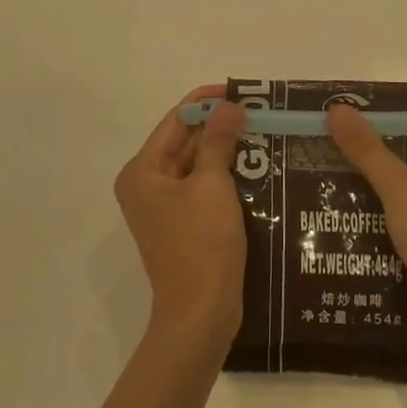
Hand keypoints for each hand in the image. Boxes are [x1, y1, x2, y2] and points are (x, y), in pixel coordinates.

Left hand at [114, 88, 246, 347]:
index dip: (207, 101)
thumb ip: (218, 139)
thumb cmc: (202, 244)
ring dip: (226, 150)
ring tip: (264, 133)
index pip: (176, 120)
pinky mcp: (182, 224)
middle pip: (185, 141)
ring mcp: (163, 206)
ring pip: (197, 164)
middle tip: (260, 112)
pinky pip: (203, 187)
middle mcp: (146, 184)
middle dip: (220, 126)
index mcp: (143, 170)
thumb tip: (229, 105)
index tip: (242, 91)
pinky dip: (225, 175)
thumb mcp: (212, 185)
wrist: (201, 316)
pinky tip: (256, 166)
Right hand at [327, 102, 406, 350]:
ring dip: (358, 174)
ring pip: (389, 181)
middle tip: (320, 131)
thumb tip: (336, 108)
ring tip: (315, 163)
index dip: (391, 103)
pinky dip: (361, 206)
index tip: (350, 100)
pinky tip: (327, 204)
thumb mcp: (400, 186)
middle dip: (363, 139)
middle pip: (400, 146)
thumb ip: (367, 148)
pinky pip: (384, 211)